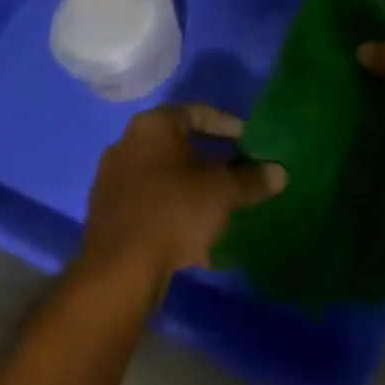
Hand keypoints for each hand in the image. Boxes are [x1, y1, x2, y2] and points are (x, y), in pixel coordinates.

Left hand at [79, 104, 287, 291]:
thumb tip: (280, 173)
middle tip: (235, 170)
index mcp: (153, 125)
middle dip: (208, 157)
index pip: (198, 113)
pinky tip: (191, 230)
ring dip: (188, 185)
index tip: (248, 142)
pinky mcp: (104, 214)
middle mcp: (126, 143)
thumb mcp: (222, 192)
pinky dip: (170, 208)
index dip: (228, 126)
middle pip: (177, 143)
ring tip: (216, 203)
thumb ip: (252, 179)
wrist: (118, 271)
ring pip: (161, 174)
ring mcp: (110, 179)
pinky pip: (147, 201)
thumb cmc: (174, 211)